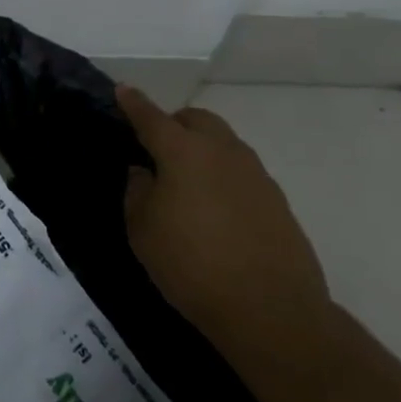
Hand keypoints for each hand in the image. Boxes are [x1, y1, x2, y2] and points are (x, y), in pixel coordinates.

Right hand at [116, 85, 332, 370]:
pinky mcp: (277, 202)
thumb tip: (145, 172)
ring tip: (185, 183)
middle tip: (156, 149)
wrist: (271, 311)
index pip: (151, 117)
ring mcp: (256, 175)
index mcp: (183, 151)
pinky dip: (222, 177)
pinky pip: (241, 173)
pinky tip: (214, 211)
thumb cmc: (191, 265)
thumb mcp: (142, 229)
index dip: (134, 103)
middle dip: (174, 124)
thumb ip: (138, 191)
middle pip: (197, 120)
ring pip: (223, 144)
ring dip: (201, 150)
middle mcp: (223, 151)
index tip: (122, 90)